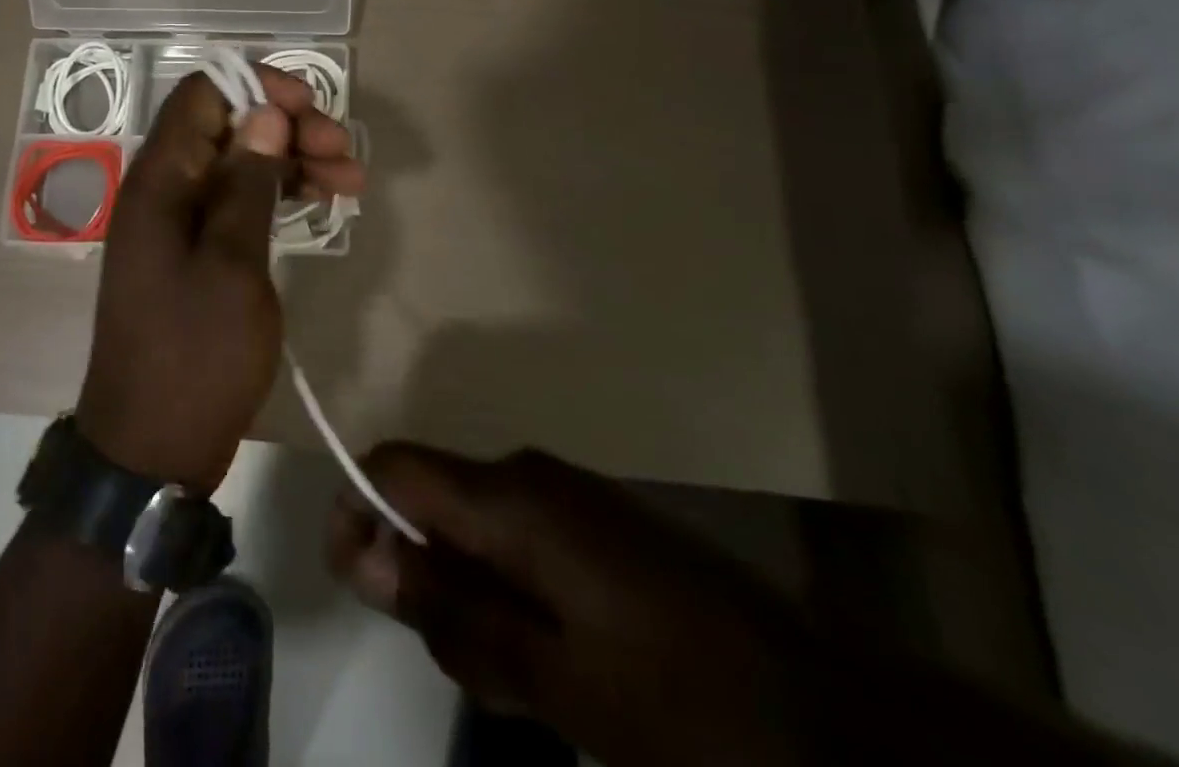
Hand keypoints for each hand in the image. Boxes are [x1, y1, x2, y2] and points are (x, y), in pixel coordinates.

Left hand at [75, 66, 363, 493]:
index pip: (202, 95)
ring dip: (293, 160)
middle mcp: (164, 188)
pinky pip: (239, 200)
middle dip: (287, 126)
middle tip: (343, 149)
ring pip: (240, 162)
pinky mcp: (197, 251)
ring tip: (352, 178)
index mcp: (159, 180)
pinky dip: (279, 194)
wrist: (153, 449)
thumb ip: (247, 183)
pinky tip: (324, 201)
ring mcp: (180, 221)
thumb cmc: (196, 355)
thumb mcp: (232, 265)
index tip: (311, 107)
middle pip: (228, 125)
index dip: (258, 87)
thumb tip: (265, 113)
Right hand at [326, 444, 811, 766]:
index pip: (395, 467)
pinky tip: (546, 655)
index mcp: (512, 497)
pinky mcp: (597, 519)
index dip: (356, 510)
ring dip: (465, 585)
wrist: (827, 712)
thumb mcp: (552, 678)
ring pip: (476, 520)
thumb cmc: (677, 699)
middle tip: (451, 656)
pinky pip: (518, 533)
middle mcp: (531, 473)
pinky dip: (505, 585)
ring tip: (510, 674)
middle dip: (417, 566)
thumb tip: (364, 553)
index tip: (351, 578)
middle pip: (434, 496)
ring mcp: (569, 492)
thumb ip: (452, 610)